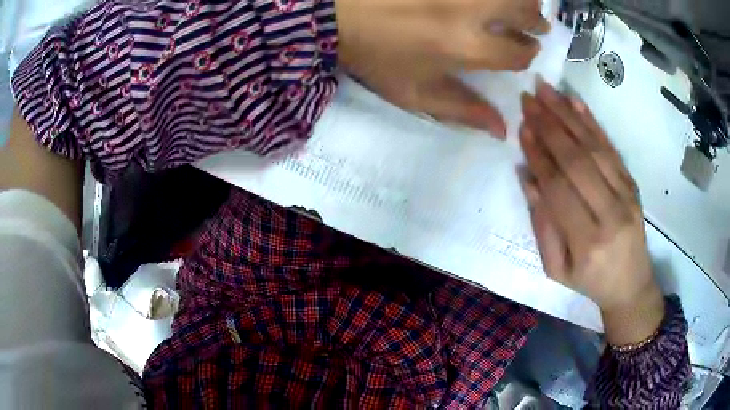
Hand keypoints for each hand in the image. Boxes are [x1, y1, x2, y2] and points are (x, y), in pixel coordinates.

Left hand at [335, 0, 549, 138]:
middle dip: (536, 21)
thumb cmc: (376, 58)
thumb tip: (504, 131)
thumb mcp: (417, 94)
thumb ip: (464, 110)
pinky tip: (490, 0)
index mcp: (466, 46)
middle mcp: (470, 10)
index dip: (527, 53)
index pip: (518, 52)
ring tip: (521, 6)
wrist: (338, 17)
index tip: (526, 51)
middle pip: (523, 11)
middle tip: (536, 25)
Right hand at [519, 79, 663, 343]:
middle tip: (528, 98)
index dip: (539, 154)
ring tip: (546, 90)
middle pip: (577, 160)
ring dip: (568, 114)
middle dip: (550, 125)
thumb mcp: (556, 268)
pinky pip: (611, 148)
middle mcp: (610, 213)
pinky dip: (592, 123)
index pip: (559, 187)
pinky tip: (575, 102)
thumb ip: (543, 225)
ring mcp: (626, 195)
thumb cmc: (589, 281)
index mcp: (587, 241)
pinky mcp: (632, 184)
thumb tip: (527, 178)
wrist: (631, 285)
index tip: (521, 127)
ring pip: (594, 147)